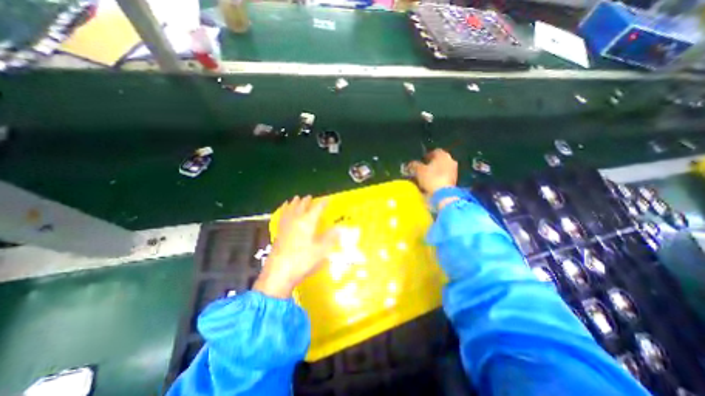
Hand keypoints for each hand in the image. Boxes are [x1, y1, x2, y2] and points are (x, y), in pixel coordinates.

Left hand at [256, 196, 339, 297]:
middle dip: (307, 201)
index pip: (317, 209)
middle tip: (310, 197)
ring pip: (290, 209)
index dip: (323, 203)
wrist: (279, 273)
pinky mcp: (278, 232)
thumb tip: (340, 228)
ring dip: (294, 203)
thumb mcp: (321, 251)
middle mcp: (296, 220)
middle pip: (302, 206)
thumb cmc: (303, 261)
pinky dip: (284, 210)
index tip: (327, 199)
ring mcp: (285, 226)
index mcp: (308, 222)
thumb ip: (331, 238)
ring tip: (296, 198)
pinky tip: (283, 210)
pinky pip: (282, 216)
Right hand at [409, 149, 457, 196]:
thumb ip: (414, 165)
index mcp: (443, 155)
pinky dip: (438, 178)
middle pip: (439, 160)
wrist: (443, 194)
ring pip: (442, 168)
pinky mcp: (454, 180)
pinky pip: (444, 176)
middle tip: (422, 169)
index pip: (434, 151)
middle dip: (431, 164)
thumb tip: (410, 164)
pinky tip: (431, 183)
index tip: (421, 161)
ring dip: (435, 171)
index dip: (427, 156)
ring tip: (425, 177)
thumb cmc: (431, 178)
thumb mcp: (419, 170)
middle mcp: (450, 160)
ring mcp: (454, 171)